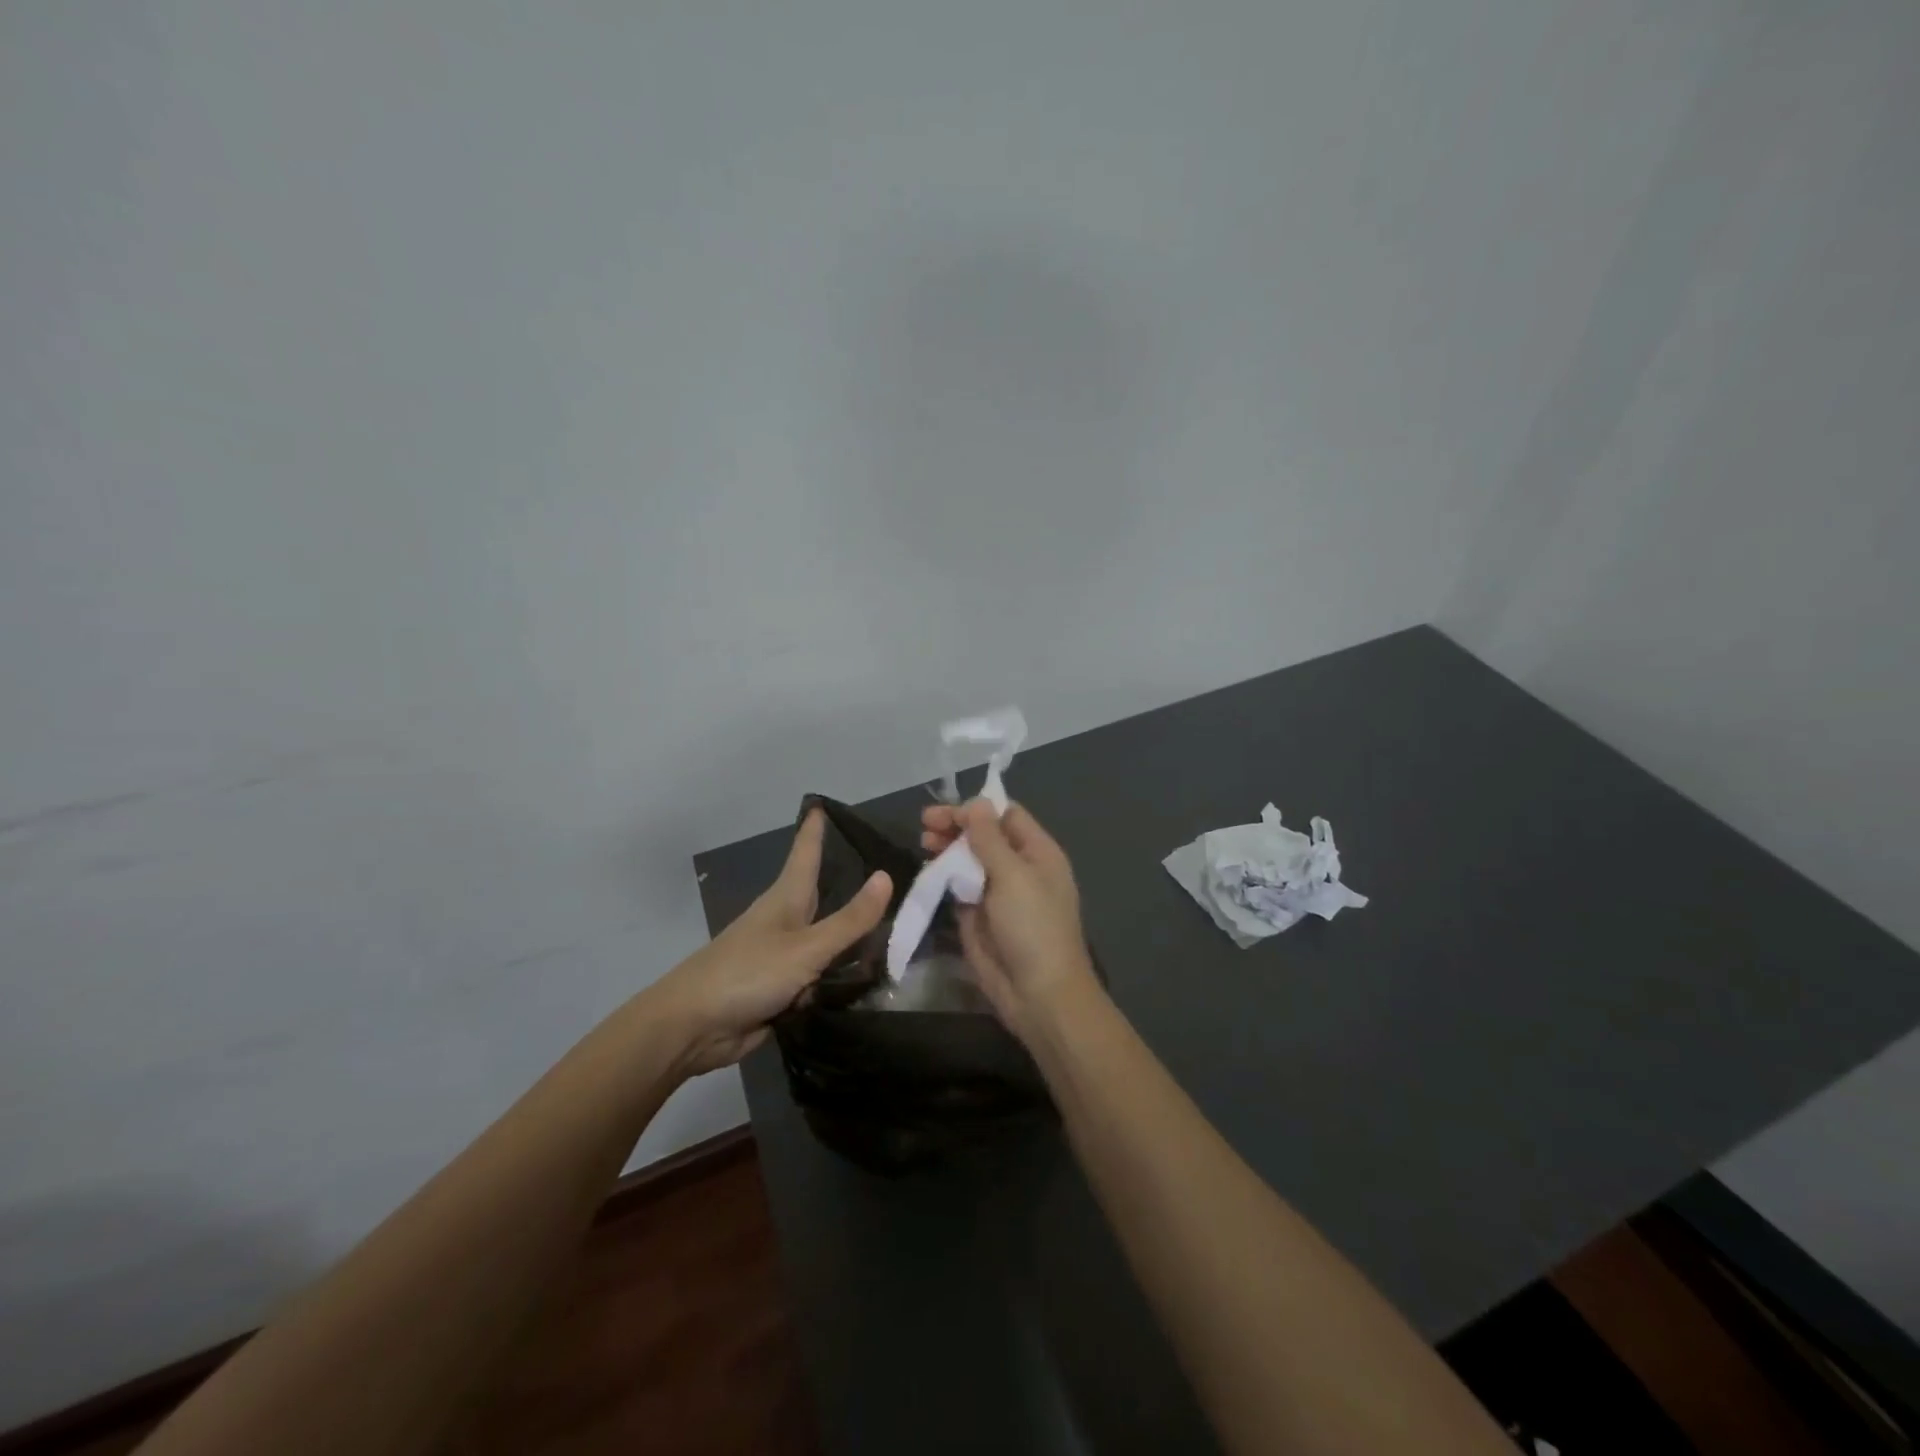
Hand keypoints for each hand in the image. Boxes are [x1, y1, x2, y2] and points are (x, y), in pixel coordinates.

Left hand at [655, 809, 890, 1074]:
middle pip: (817, 893)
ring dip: (849, 936)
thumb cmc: (747, 973)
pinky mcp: (780, 989)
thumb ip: (849, 920)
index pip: (805, 853)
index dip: (814, 830)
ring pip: (823, 938)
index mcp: (785, 899)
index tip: (821, 804)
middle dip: (842, 880)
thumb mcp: (806, 948)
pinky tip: (867, 978)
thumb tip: (886, 876)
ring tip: (890, 926)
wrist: (692, 1027)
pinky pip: (819, 975)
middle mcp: (784, 922)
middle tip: (880, 867)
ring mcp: (780, 956)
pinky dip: (839, 975)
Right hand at [920, 798, 1101, 1043]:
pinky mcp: (976, 916)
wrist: (1038, 994)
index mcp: (1037, 853)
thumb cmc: (1033, 927)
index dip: (977, 810)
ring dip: (946, 849)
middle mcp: (1017, 868)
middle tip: (925, 825)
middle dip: (956, 827)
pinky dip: (942, 876)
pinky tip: (926, 870)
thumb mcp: (1013, 875)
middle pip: (983, 836)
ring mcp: (996, 893)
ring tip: (923, 843)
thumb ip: (990, 838)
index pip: (1006, 816)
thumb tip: (976, 803)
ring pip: (967, 860)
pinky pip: (957, 887)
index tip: (946, 812)